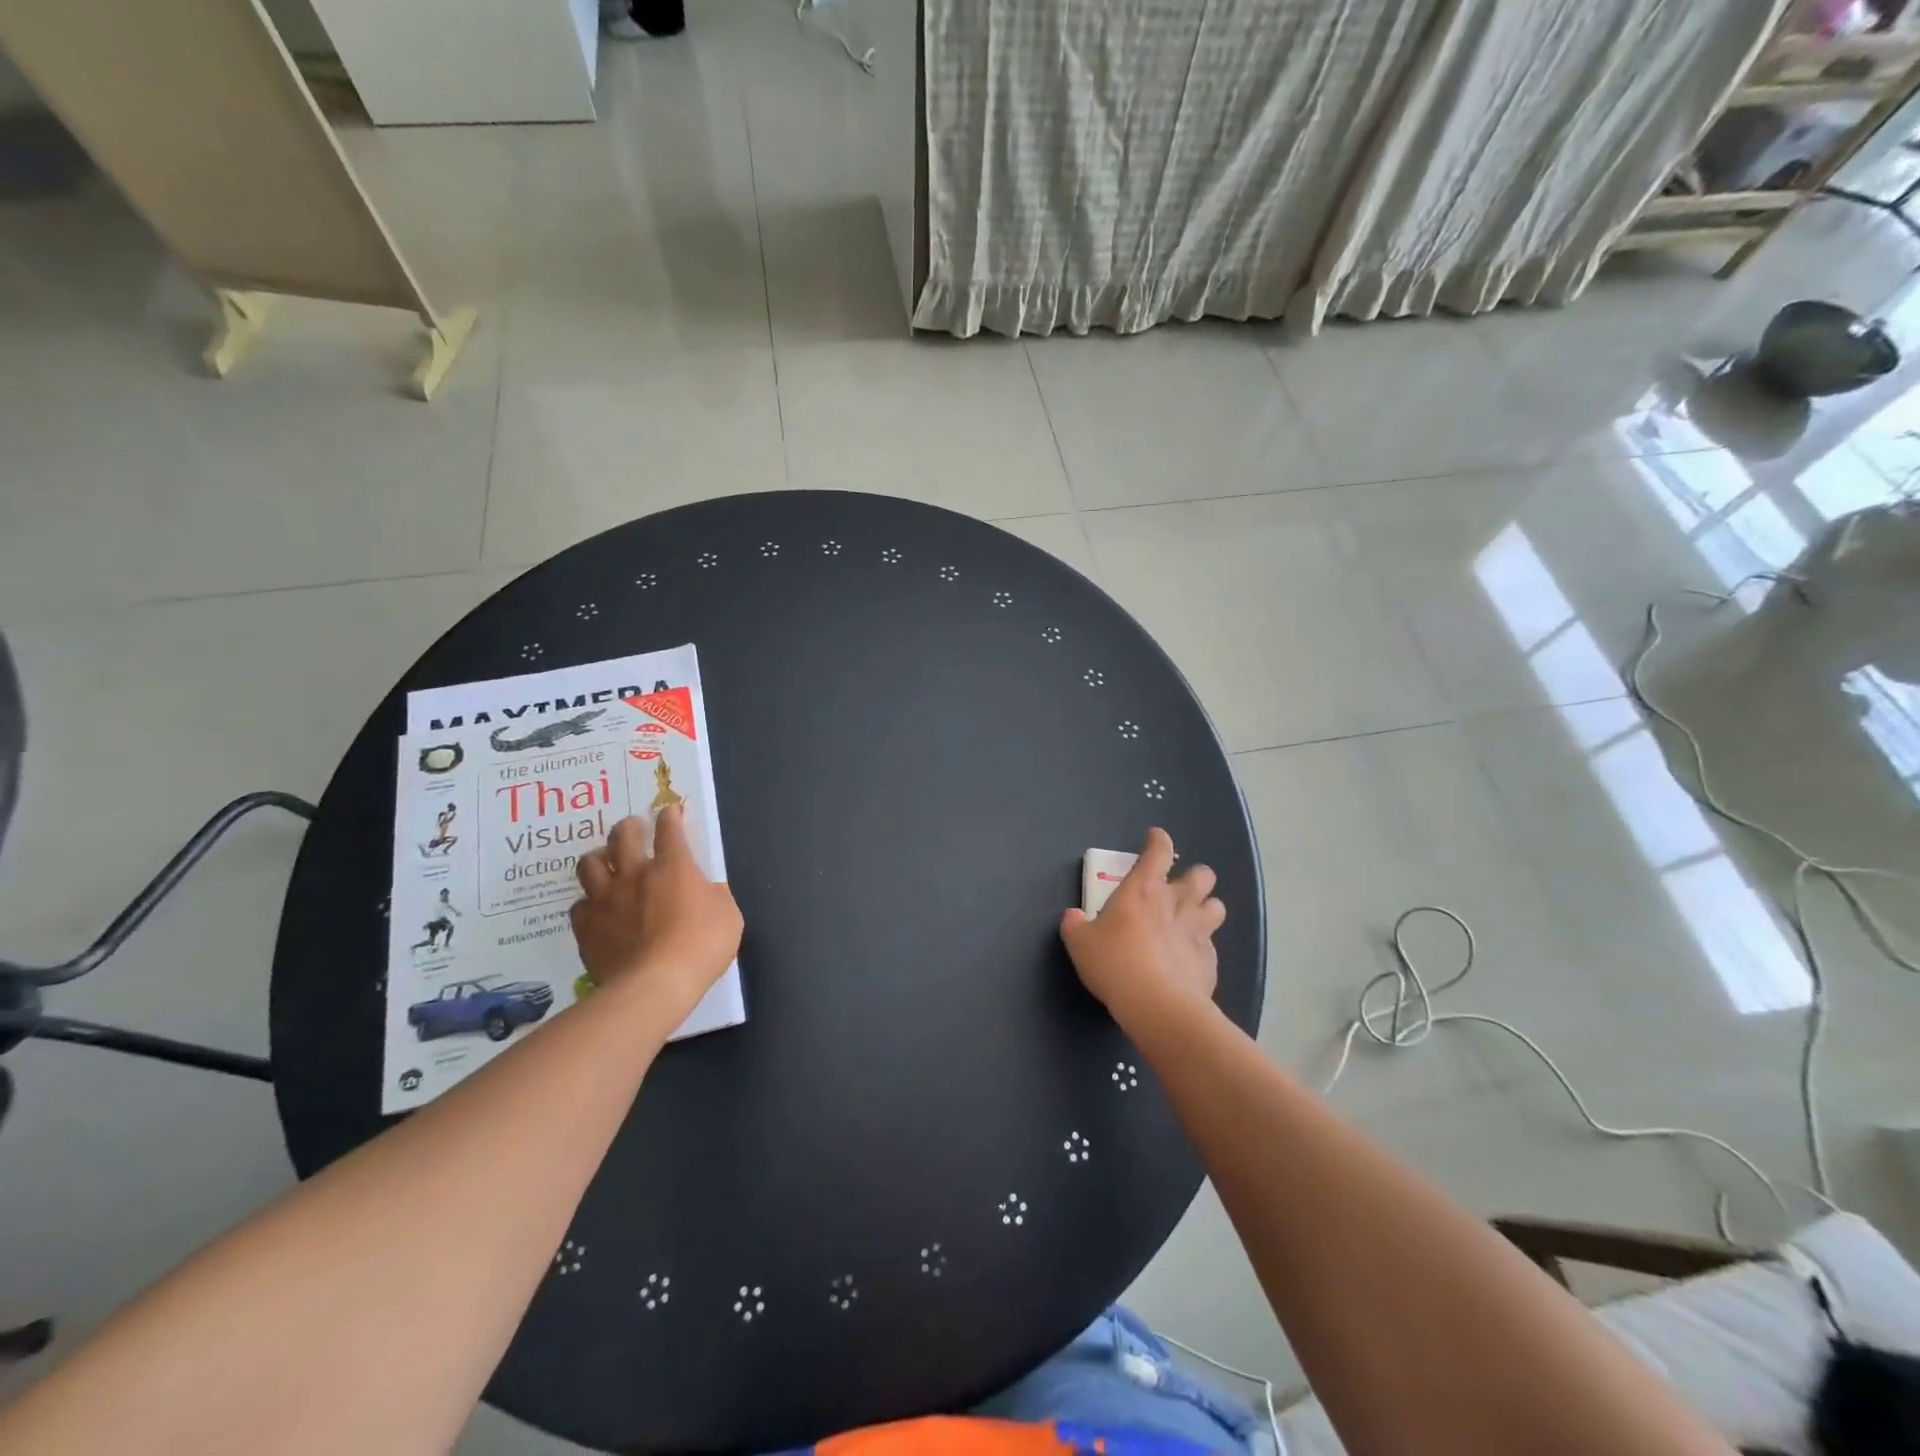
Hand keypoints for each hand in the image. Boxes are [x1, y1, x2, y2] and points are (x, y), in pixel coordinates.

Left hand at [570, 806, 741, 1013]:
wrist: (654, 985)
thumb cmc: (701, 946)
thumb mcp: (728, 916)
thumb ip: (715, 897)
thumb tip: (705, 891)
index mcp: (673, 867)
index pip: (669, 829)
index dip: (670, 815)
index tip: (670, 810)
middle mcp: (634, 874)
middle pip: (622, 836)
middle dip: (629, 827)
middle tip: (634, 828)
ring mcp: (605, 900)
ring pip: (589, 865)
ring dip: (598, 858)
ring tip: (606, 863)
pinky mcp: (586, 928)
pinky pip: (579, 905)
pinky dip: (588, 902)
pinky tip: (596, 909)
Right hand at [1059, 827, 1223, 1024]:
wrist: (1158, 1005)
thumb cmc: (1114, 963)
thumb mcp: (1080, 944)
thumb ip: (1075, 925)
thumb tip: (1072, 917)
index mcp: (1143, 889)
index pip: (1158, 851)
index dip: (1158, 841)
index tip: (1155, 838)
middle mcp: (1176, 903)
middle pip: (1202, 875)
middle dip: (1195, 877)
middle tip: (1178, 889)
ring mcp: (1198, 931)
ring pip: (1216, 906)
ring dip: (1206, 908)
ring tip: (1192, 920)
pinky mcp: (1210, 961)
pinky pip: (1211, 945)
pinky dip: (1202, 947)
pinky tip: (1188, 958)